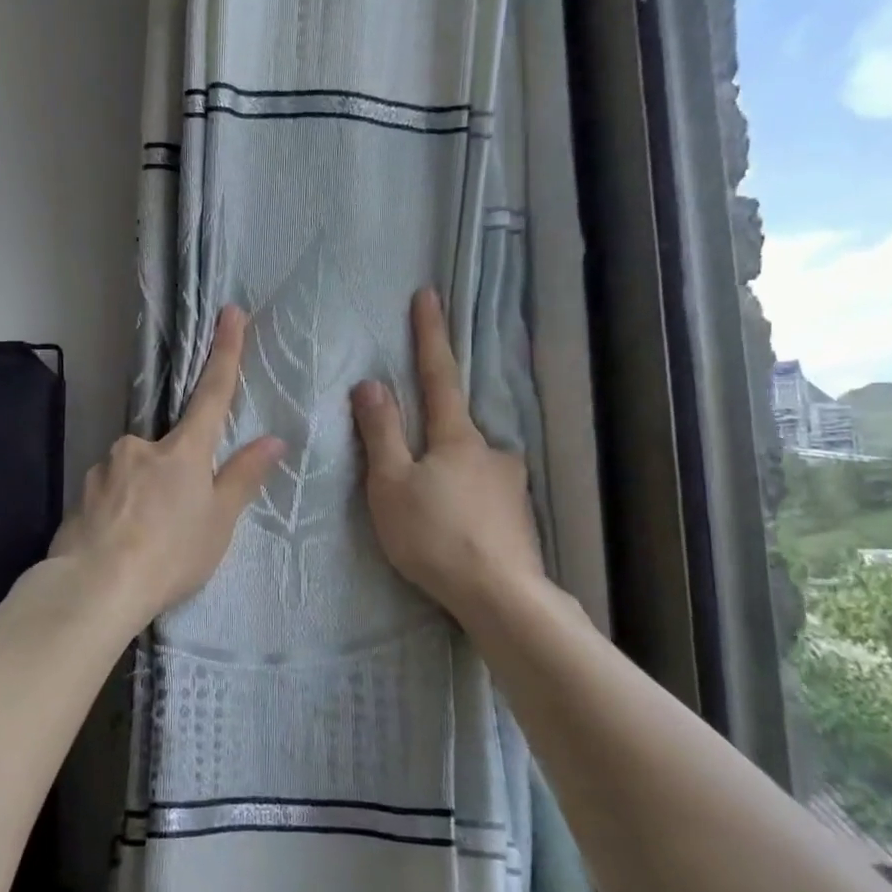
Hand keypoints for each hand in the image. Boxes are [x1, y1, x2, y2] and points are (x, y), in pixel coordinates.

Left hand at [51, 306, 282, 628]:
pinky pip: (111, 493)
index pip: (213, 393)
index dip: (225, 352)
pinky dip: (120, 510)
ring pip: (136, 472)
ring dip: (145, 496)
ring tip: (147, 541)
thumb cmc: (170, 553)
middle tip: (176, 523)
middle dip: (175, 475)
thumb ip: (243, 477)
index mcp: (183, 450)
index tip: (230, 312)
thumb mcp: (218, 521)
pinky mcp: (81, 491)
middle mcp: (141, 446)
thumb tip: (273, 440)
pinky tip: (120, 542)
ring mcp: (106, 466)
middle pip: (169, 448)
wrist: (95, 586)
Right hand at [350, 288, 544, 620]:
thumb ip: (381, 433)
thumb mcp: (391, 484)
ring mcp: (511, 484)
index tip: (429, 295)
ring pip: (471, 467)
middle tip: (414, 474)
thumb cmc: (434, 535)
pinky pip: (485, 497)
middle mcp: (492, 451)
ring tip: (431, 516)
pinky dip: (466, 504)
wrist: (500, 596)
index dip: (430, 335)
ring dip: (450, 478)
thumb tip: (372, 383)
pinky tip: (456, 532)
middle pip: (455, 429)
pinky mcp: (520, 518)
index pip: (438, 374)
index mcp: (457, 437)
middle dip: (434, 436)